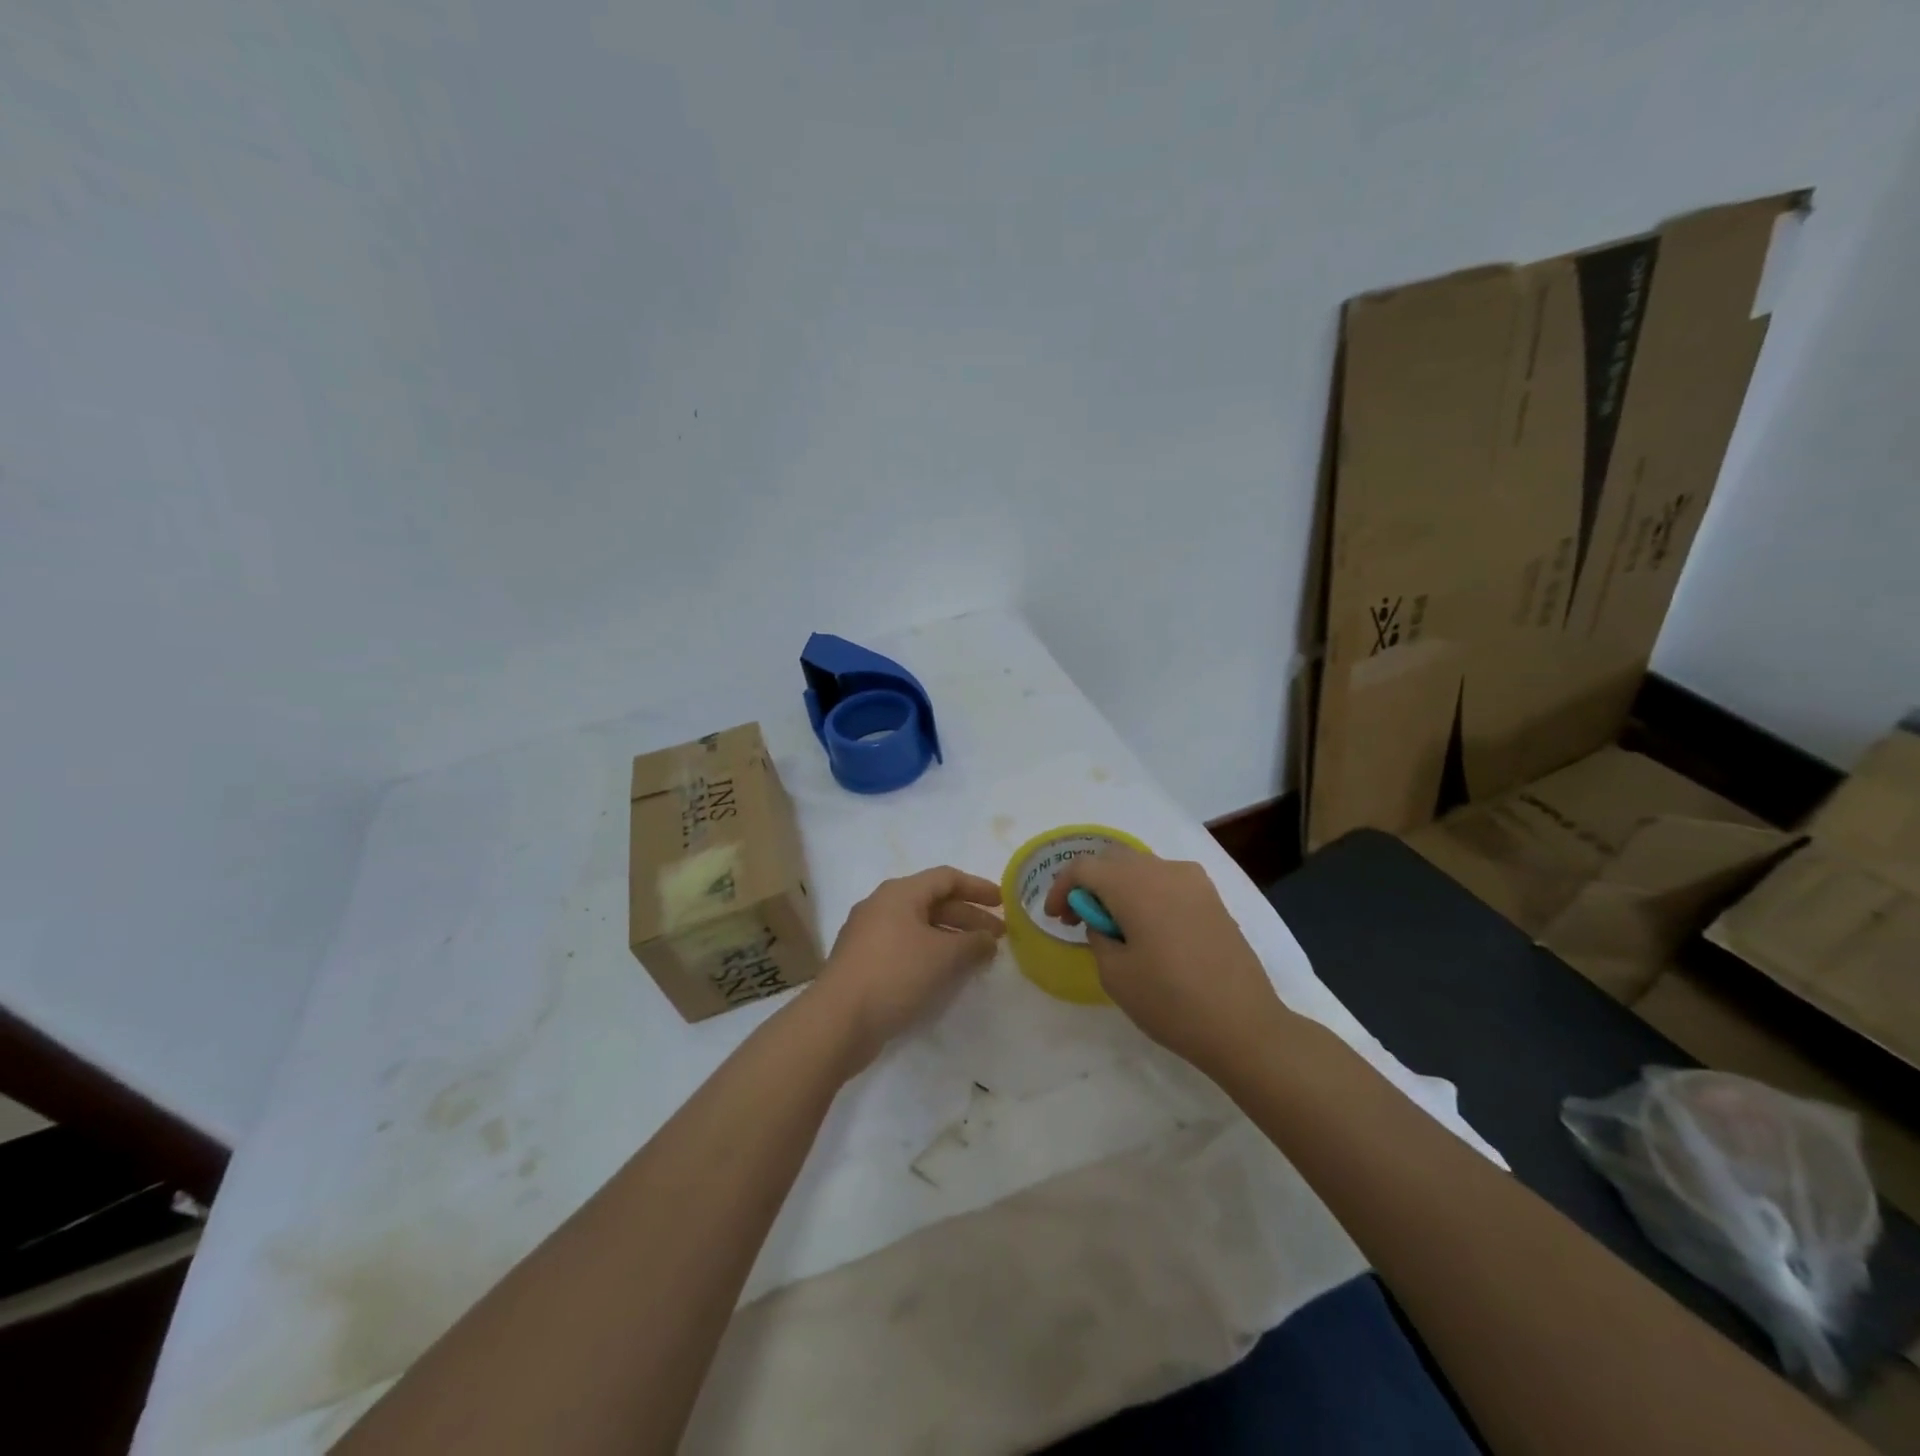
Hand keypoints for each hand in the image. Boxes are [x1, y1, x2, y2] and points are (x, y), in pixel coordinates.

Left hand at [815, 866, 1003, 1070]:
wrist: (838, 1020)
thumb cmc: (894, 974)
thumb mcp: (943, 956)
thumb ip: (973, 943)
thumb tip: (989, 940)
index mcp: (899, 893)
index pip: (946, 878)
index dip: (978, 887)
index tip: (1003, 902)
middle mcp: (882, 906)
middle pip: (933, 902)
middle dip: (968, 917)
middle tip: (999, 936)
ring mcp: (869, 935)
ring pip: (920, 927)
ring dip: (951, 938)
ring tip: (978, 957)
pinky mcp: (863, 962)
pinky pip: (906, 948)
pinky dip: (931, 954)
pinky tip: (946, 975)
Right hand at [1044, 848, 1286, 1071]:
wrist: (1244, 1025)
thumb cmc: (1170, 1001)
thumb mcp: (1115, 974)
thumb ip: (1098, 935)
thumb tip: (1104, 921)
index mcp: (1134, 885)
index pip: (1084, 867)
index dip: (1062, 888)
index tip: (1055, 918)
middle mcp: (1164, 870)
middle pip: (1113, 859)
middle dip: (1089, 882)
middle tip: (1078, 918)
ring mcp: (1193, 881)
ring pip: (1142, 867)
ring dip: (1119, 886)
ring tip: (1113, 925)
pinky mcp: (1212, 898)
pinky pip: (1167, 881)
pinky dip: (1146, 893)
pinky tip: (1147, 927)